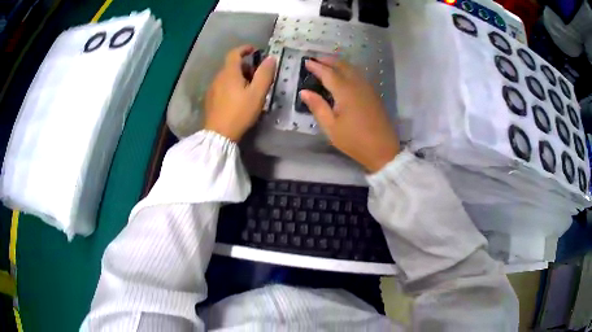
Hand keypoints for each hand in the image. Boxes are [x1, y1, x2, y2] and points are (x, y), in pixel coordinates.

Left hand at [204, 45, 275, 141]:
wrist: (219, 134)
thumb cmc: (240, 112)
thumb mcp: (257, 93)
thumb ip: (265, 74)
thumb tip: (270, 58)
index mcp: (229, 73)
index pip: (234, 53)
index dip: (244, 49)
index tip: (254, 50)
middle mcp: (218, 77)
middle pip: (231, 65)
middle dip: (245, 66)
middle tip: (257, 75)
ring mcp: (212, 89)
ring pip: (227, 76)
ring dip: (238, 77)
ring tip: (249, 88)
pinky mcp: (210, 99)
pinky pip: (222, 86)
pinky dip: (231, 85)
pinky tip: (237, 98)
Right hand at [300, 57, 399, 172]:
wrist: (382, 149)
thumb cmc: (354, 140)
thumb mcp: (331, 127)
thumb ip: (318, 106)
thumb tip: (304, 92)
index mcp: (345, 91)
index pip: (328, 73)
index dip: (316, 66)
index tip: (306, 61)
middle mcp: (357, 85)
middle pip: (342, 65)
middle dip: (328, 60)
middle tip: (316, 59)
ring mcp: (368, 88)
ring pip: (352, 68)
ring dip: (339, 63)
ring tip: (327, 64)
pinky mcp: (373, 94)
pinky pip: (359, 75)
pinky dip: (348, 70)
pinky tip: (343, 75)